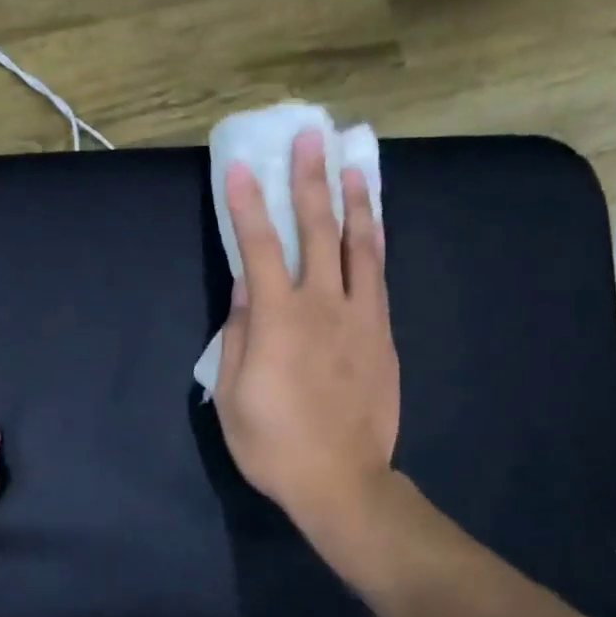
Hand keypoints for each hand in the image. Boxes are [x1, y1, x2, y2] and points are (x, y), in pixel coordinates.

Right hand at [214, 129, 399, 538]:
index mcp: (277, 320)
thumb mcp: (231, 395)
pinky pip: (379, 278)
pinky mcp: (383, 335)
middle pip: (317, 231)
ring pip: (360, 246)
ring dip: (354, 202)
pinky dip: (374, 245)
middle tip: (310, 136)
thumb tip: (243, 290)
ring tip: (352, 166)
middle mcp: (322, 305)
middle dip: (310, 180)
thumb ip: (236, 336)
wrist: (340, 480)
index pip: (258, 247)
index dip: (246, 205)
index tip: (239, 168)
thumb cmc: (273, 444)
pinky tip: (373, 228)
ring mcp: (360, 318)